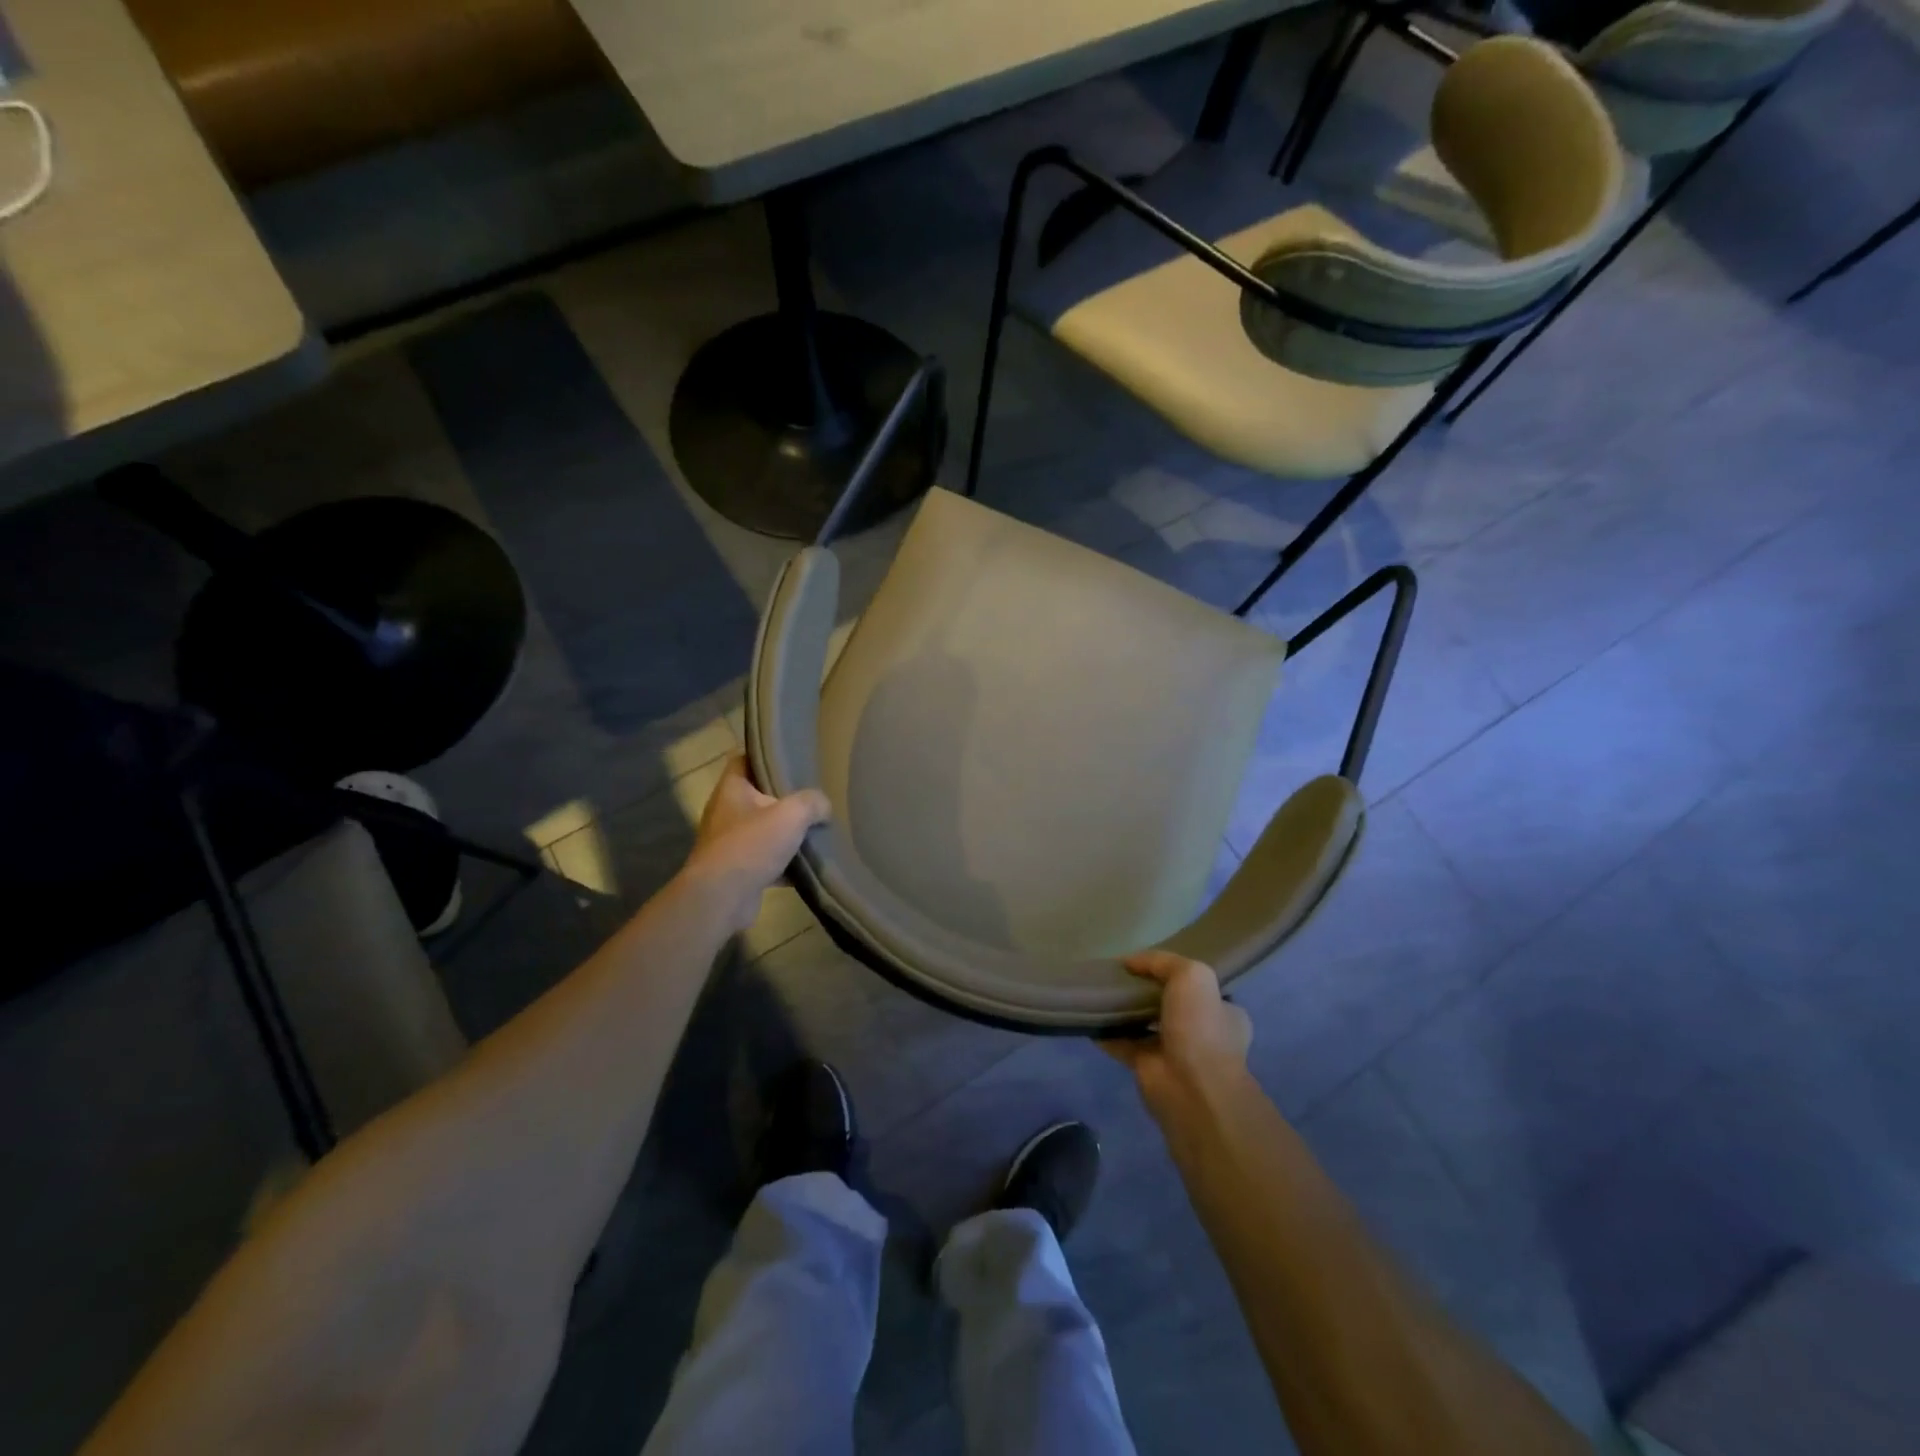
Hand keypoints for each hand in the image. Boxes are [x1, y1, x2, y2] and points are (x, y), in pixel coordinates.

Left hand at [683, 757, 830, 931]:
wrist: (722, 898)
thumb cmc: (751, 845)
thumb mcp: (791, 814)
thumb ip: (812, 803)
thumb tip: (823, 806)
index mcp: (731, 790)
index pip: (743, 760)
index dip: (764, 756)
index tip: (789, 758)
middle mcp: (725, 814)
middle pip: (756, 797)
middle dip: (783, 799)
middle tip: (811, 796)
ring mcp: (729, 844)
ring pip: (762, 831)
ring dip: (785, 834)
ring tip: (814, 831)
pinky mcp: (737, 872)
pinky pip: (765, 862)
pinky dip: (784, 865)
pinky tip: (807, 868)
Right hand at [1101, 951, 1253, 1115]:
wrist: (1191, 1088)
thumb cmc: (1200, 1027)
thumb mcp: (1191, 975)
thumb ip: (1162, 962)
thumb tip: (1131, 962)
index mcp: (1224, 1012)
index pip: (1200, 987)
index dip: (1175, 973)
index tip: (1148, 964)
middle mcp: (1203, 1032)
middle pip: (1169, 1004)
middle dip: (1147, 992)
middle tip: (1120, 977)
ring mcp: (1175, 1052)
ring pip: (1145, 1023)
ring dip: (1126, 1012)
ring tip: (1100, 991)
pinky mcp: (1148, 1068)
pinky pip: (1123, 1044)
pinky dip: (1107, 1033)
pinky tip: (1090, 1017)